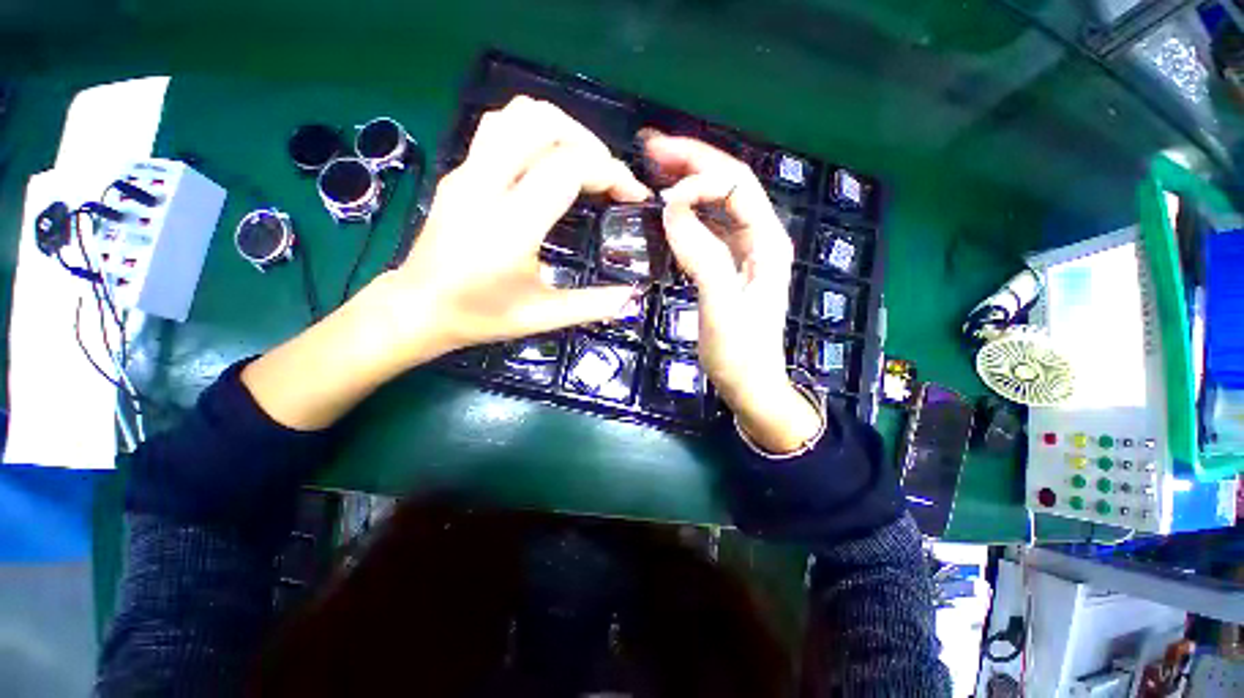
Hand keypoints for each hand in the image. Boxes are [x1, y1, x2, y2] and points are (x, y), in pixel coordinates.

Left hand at [243, 97, 648, 430]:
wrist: (418, 308)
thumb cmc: (481, 316)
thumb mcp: (544, 317)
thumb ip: (593, 305)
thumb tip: (634, 297)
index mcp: (510, 226)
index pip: (568, 168)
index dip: (611, 172)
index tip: (632, 195)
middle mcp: (485, 186)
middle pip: (542, 122)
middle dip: (588, 141)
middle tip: (607, 176)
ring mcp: (466, 172)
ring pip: (516, 114)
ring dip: (560, 128)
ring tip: (582, 163)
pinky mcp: (459, 171)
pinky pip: (500, 128)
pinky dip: (535, 132)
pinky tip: (549, 164)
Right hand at [643, 132, 821, 453]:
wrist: (749, 384)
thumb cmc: (739, 352)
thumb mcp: (721, 306)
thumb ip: (702, 256)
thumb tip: (673, 207)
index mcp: (767, 242)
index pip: (736, 185)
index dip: (700, 176)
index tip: (662, 192)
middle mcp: (759, 238)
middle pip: (728, 184)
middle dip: (691, 161)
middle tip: (650, 146)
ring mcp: (744, 252)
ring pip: (717, 203)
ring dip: (688, 179)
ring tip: (654, 165)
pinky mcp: (728, 265)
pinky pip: (708, 226)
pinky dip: (687, 210)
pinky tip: (668, 205)